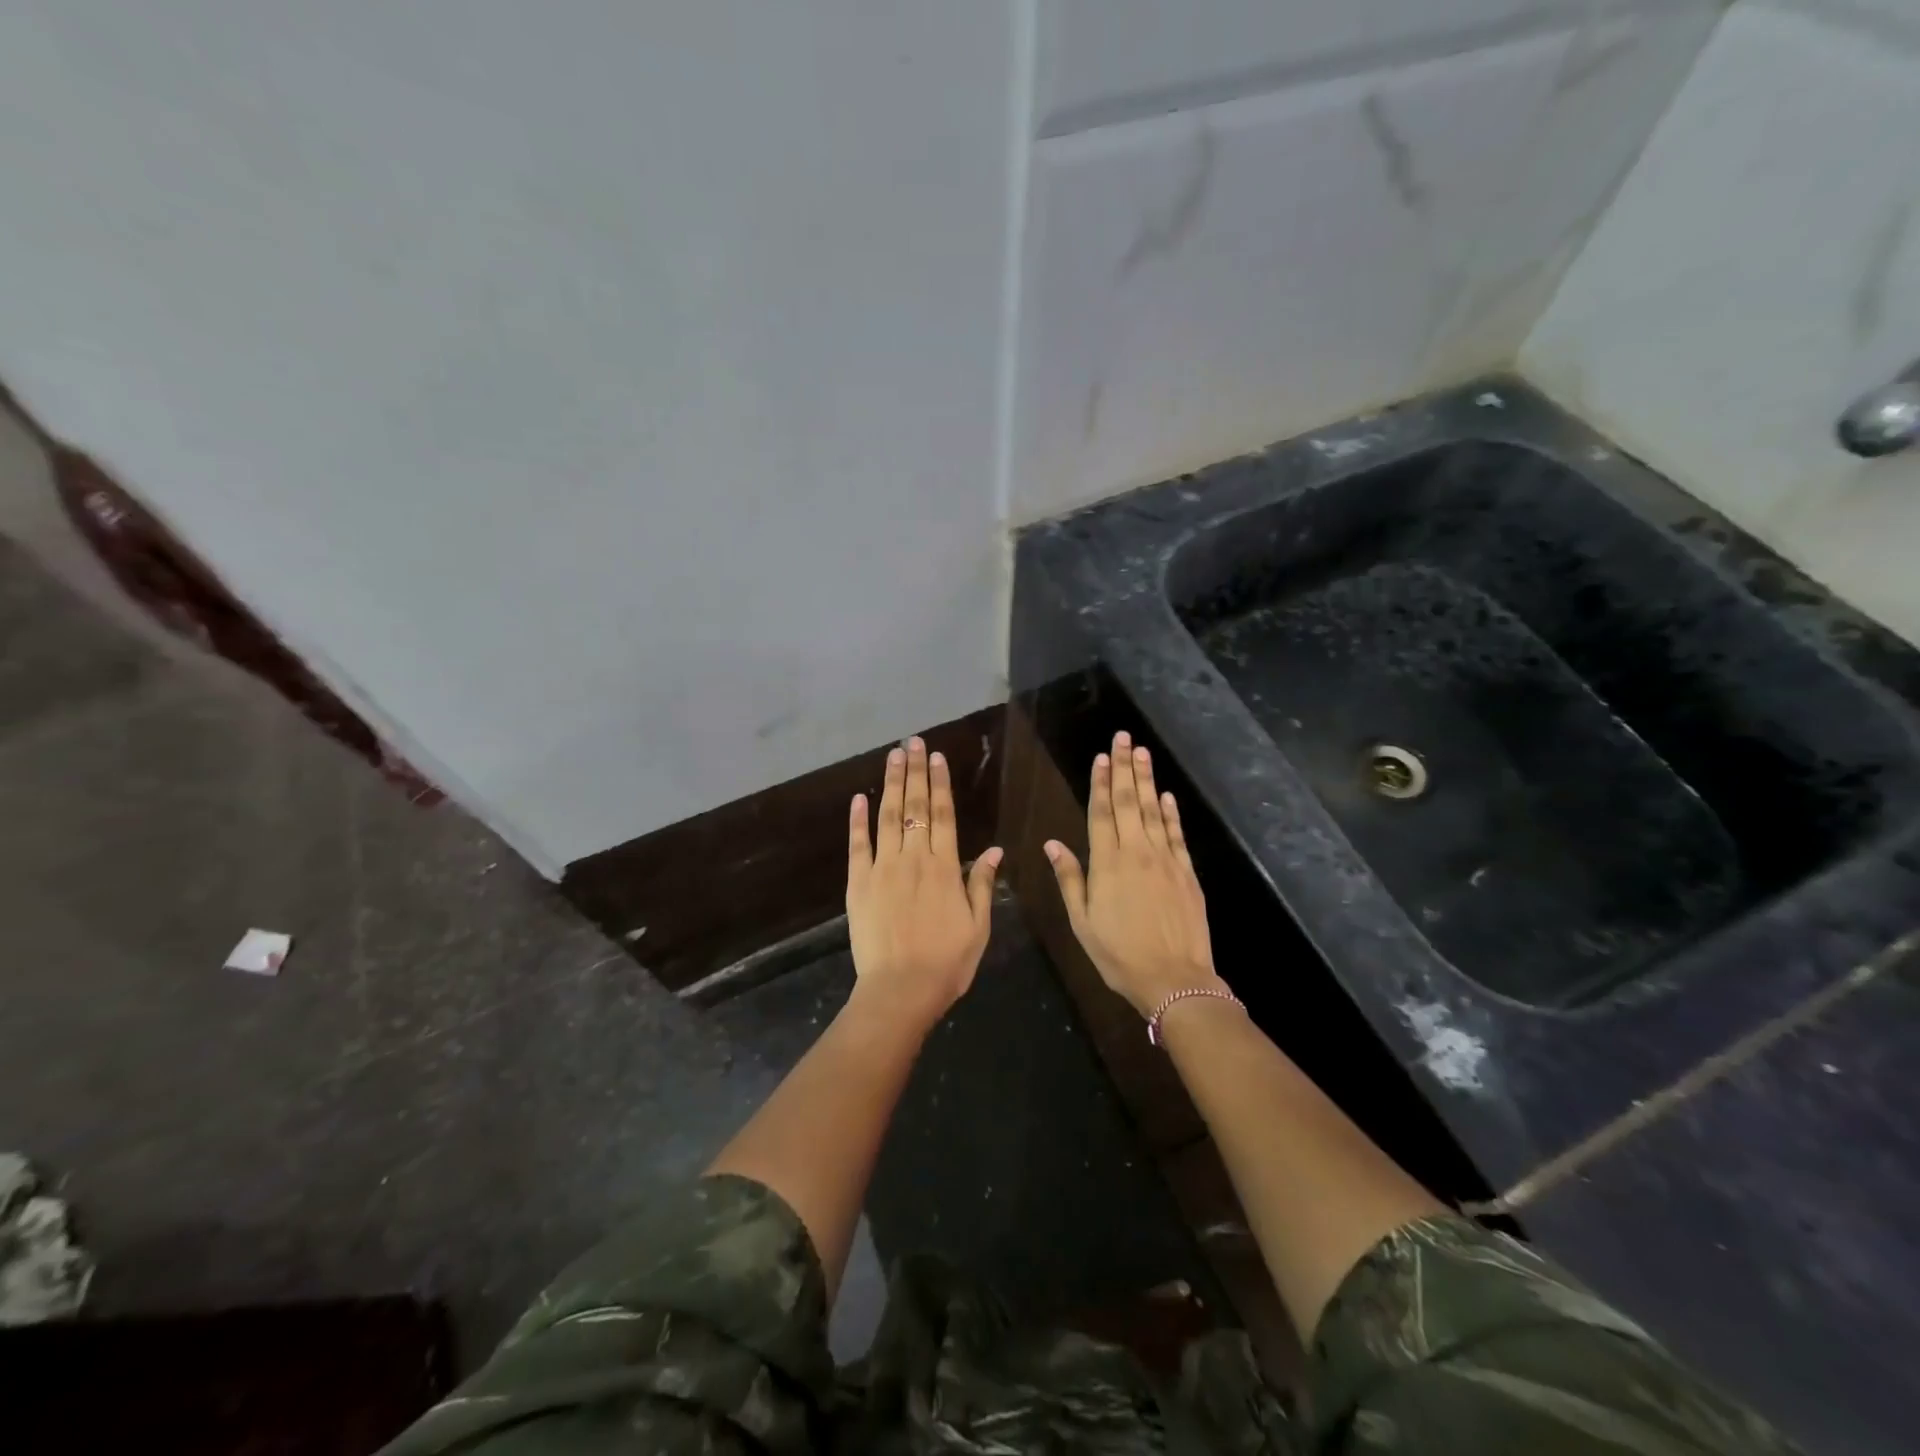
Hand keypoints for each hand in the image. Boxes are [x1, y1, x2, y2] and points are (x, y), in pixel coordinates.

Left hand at [846, 736, 1001, 1032]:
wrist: (901, 990)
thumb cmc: (947, 962)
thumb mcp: (978, 926)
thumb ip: (982, 883)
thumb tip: (994, 849)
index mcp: (944, 867)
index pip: (942, 815)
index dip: (940, 784)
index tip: (938, 757)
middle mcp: (913, 858)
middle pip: (914, 806)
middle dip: (915, 771)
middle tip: (913, 742)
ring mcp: (882, 868)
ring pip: (887, 817)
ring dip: (890, 784)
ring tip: (893, 756)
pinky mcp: (858, 884)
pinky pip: (857, 846)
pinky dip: (857, 820)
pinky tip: (858, 798)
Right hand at [1045, 731, 1222, 1016]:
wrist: (1174, 979)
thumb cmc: (1119, 954)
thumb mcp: (1082, 922)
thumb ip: (1069, 879)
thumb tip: (1052, 843)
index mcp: (1107, 864)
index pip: (1102, 813)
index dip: (1101, 782)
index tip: (1101, 757)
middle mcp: (1137, 853)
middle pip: (1130, 802)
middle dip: (1125, 767)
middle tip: (1123, 737)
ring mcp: (1166, 860)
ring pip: (1154, 811)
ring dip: (1147, 779)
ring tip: (1142, 752)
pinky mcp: (1187, 872)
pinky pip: (1177, 834)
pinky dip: (1171, 812)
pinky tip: (1166, 794)